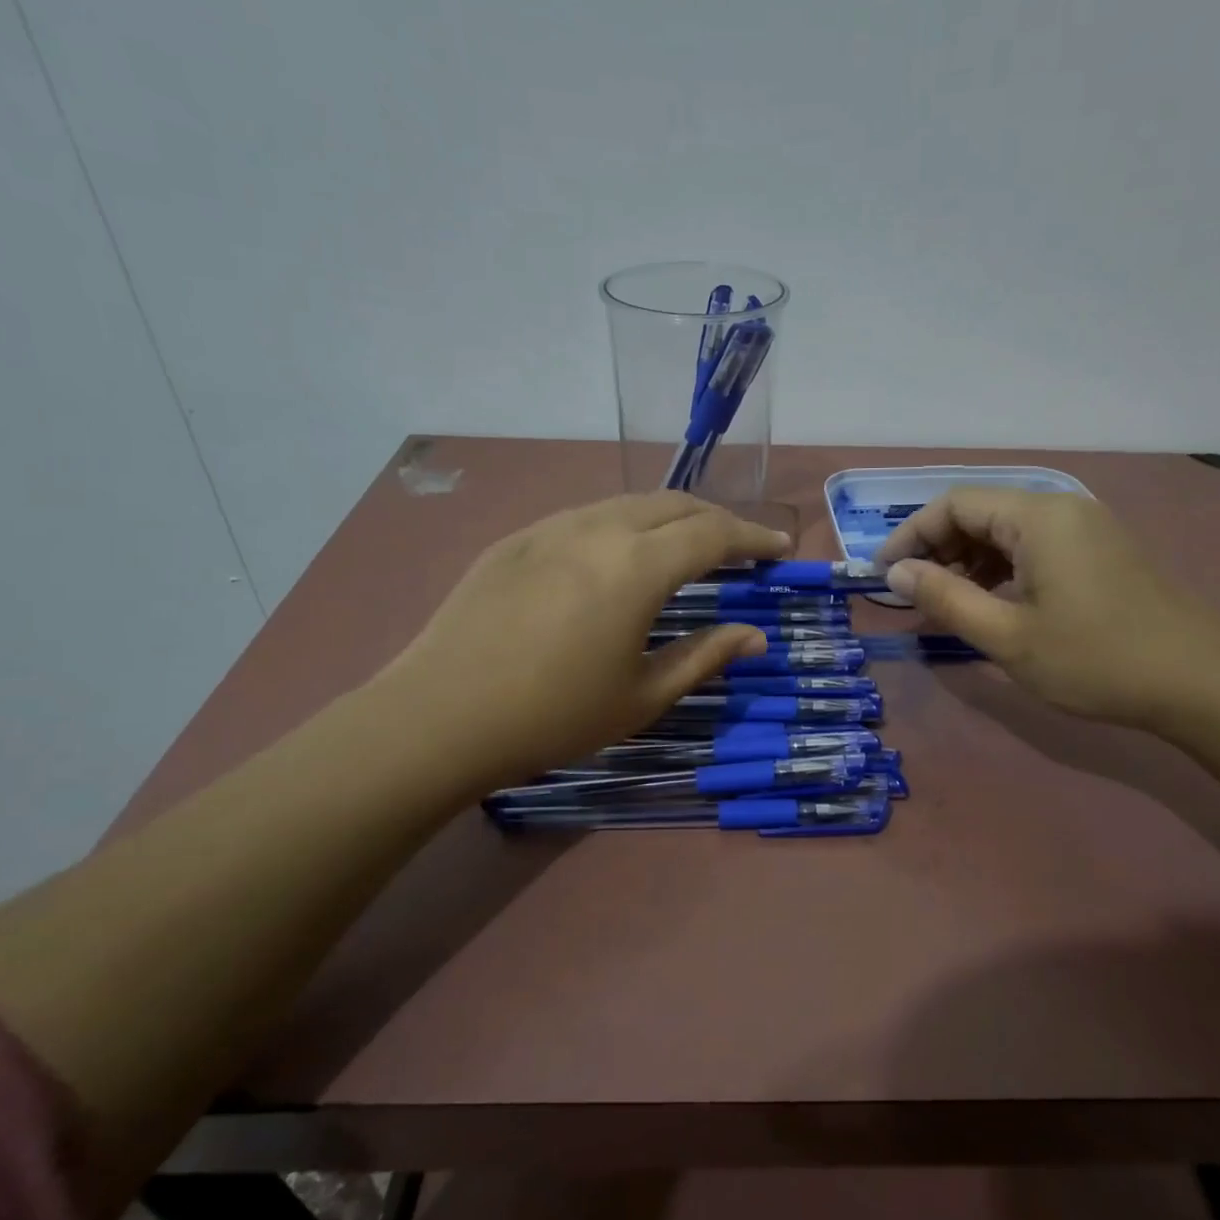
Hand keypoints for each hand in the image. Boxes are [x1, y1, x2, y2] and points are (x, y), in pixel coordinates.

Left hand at [372, 492, 790, 793]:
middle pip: (674, 503)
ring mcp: (551, 527)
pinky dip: (621, 526)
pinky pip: (584, 517)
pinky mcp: (516, 540)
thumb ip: (705, 656)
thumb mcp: (642, 696)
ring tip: (683, 549)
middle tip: (738, 549)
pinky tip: (615, 559)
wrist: (439, 716)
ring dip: (668, 518)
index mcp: (637, 566)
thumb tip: (755, 635)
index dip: (754, 538)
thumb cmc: (553, 716)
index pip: (714, 533)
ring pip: (627, 503)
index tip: (780, 548)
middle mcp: (598, 528)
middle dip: (716, 520)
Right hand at [877, 488, 1219, 730]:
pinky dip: (1001, 568)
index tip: (883, 575)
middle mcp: (1061, 508)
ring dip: (968, 561)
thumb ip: (945, 599)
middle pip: (980, 511)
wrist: (1203, 685)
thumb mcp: (1007, 636)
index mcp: (1037, 517)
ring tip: (946, 603)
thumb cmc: (1096, 659)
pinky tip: (991, 603)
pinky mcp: (1101, 551)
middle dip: (938, 548)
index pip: (953, 504)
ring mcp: (1086, 528)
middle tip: (913, 594)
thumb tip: (896, 573)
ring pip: (1006, 530)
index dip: (910, 535)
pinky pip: (1034, 546)